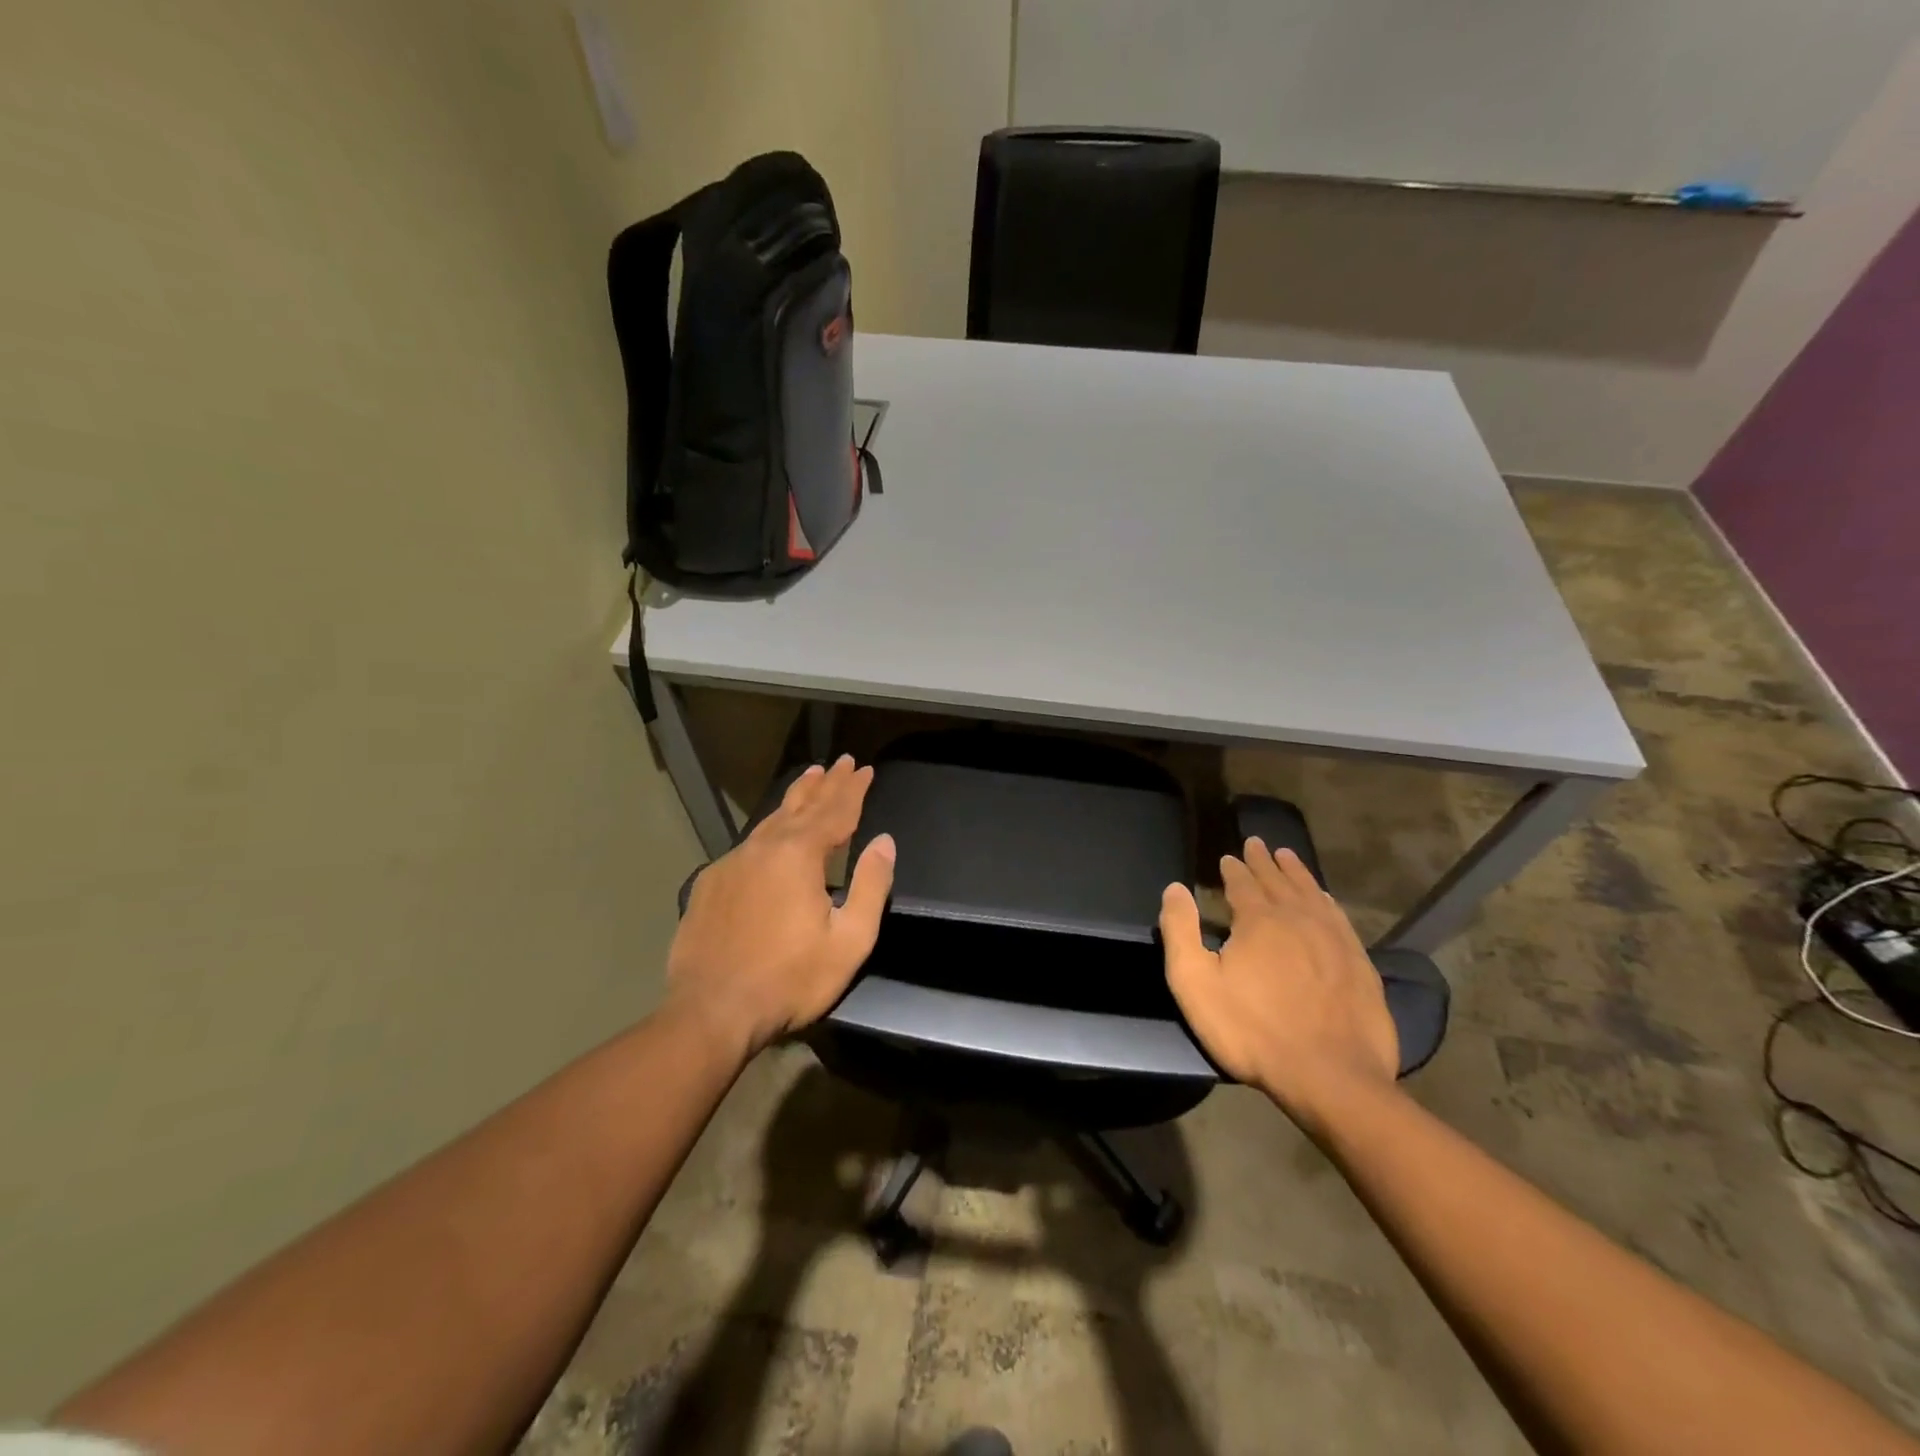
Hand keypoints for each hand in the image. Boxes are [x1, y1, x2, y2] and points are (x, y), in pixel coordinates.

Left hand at [666, 755, 895, 1058]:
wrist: (711, 1011)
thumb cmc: (789, 979)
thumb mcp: (849, 940)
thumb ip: (871, 886)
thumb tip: (884, 842)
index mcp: (799, 855)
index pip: (836, 811)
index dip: (854, 789)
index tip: (866, 768)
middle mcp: (763, 848)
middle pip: (802, 806)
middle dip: (827, 783)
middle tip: (843, 762)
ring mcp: (732, 863)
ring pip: (771, 819)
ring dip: (796, 797)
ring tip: (810, 777)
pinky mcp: (710, 883)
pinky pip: (748, 843)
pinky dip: (768, 828)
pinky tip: (770, 833)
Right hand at [1159, 839, 1397, 1127]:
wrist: (1331, 1076)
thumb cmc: (1253, 1031)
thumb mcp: (1196, 983)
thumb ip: (1180, 931)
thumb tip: (1175, 888)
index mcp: (1259, 920)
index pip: (1243, 883)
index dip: (1234, 869)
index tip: (1229, 857)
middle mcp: (1299, 918)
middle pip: (1279, 881)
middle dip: (1265, 862)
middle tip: (1258, 843)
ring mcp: (1334, 940)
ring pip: (1312, 893)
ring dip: (1297, 873)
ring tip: (1289, 857)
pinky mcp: (1359, 964)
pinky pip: (1339, 918)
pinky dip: (1327, 901)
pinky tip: (1325, 899)